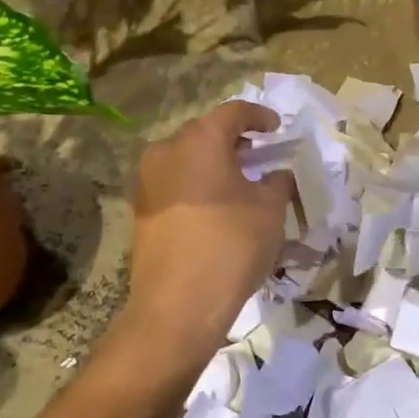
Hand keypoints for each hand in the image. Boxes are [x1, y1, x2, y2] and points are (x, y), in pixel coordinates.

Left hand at [121, 101, 292, 362]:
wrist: (177, 305)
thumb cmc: (230, 246)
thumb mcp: (269, 210)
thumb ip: (277, 181)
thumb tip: (275, 174)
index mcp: (200, 140)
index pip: (234, 112)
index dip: (260, 116)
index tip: (277, 128)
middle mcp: (167, 150)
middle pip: (206, 132)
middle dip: (234, 140)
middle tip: (259, 154)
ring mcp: (148, 180)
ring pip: (187, 158)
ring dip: (213, 163)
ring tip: (239, 181)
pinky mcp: (141, 208)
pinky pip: (175, 182)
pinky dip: (197, 184)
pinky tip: (215, 205)